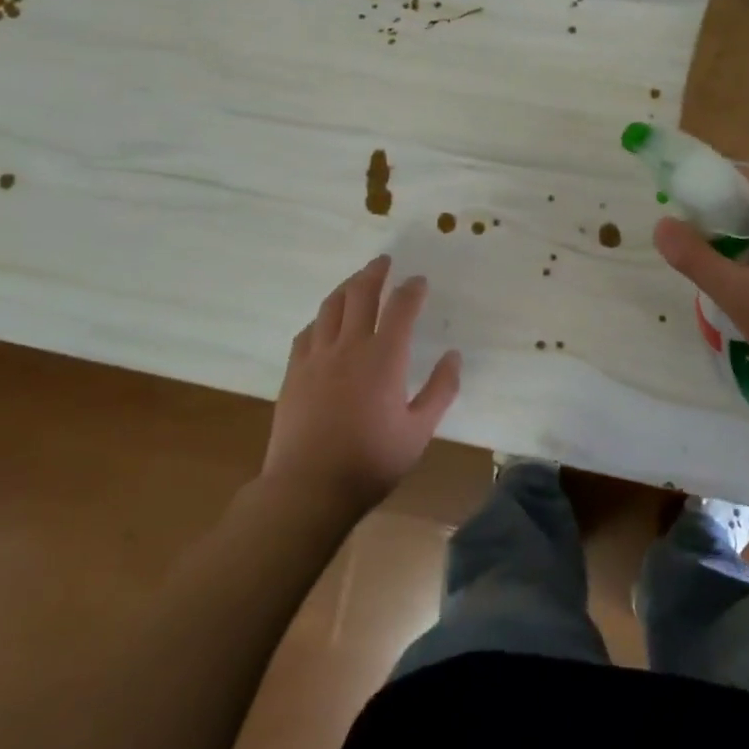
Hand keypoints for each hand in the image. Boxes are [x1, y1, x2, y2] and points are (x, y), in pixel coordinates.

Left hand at [260, 256, 461, 515]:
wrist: (308, 487)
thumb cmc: (371, 461)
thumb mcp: (419, 431)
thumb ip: (440, 390)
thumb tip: (453, 356)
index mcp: (385, 356)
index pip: (401, 307)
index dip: (412, 289)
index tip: (419, 281)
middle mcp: (350, 346)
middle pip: (361, 294)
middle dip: (375, 273)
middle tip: (384, 261)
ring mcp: (317, 357)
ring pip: (331, 307)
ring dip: (346, 287)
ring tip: (356, 280)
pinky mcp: (294, 372)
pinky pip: (307, 332)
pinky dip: (321, 318)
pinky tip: (324, 322)